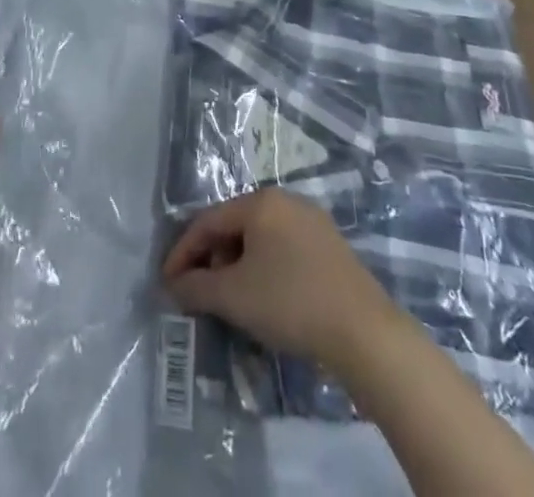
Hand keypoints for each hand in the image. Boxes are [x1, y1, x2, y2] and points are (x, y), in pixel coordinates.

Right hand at [162, 189, 395, 373]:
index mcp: (260, 202)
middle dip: (212, 260)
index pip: (208, 221)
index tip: (168, 282)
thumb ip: (196, 287)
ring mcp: (313, 222)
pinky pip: (284, 250)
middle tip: (200, 293)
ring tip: (232, 300)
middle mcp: (286, 200)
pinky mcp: (332, 247)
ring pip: (260, 239)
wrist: (365, 333)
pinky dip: (265, 270)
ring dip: (238, 267)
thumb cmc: (291, 302)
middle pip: (235, 226)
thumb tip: (173, 285)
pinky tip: (266, 299)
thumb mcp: (234, 296)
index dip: (183, 252)